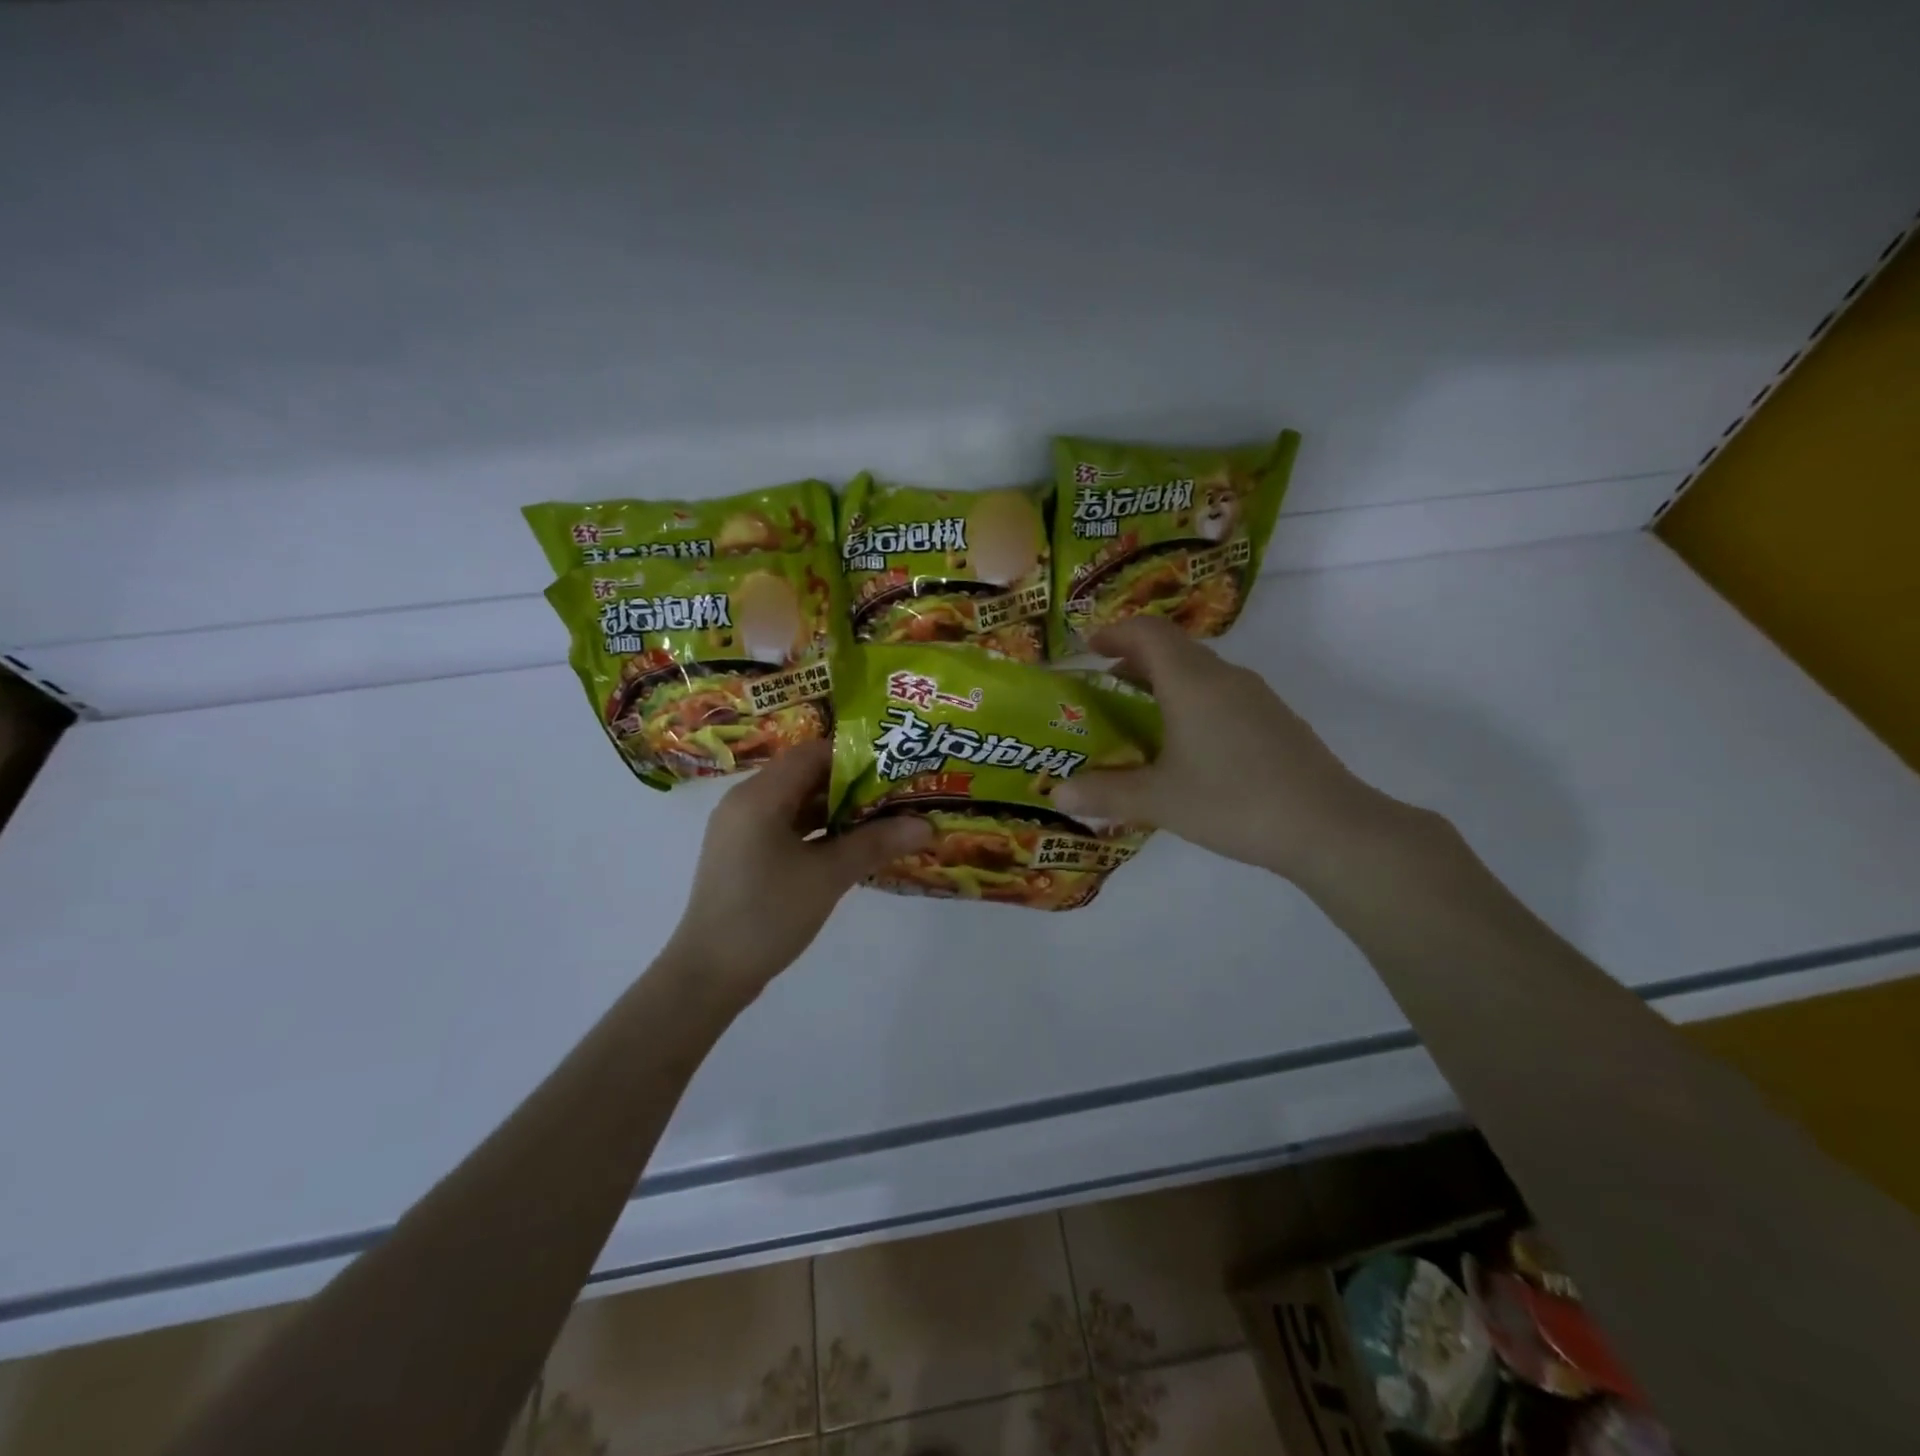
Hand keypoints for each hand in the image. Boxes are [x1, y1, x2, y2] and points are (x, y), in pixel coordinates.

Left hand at [664, 741, 931, 993]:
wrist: (710, 974)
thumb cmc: (768, 914)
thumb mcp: (828, 876)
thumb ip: (876, 843)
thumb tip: (926, 824)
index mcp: (759, 795)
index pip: (812, 753)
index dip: (855, 755)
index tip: (894, 768)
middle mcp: (745, 802)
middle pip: (804, 776)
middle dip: (852, 784)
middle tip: (896, 794)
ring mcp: (741, 829)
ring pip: (796, 803)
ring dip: (836, 809)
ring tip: (882, 818)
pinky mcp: (743, 854)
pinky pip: (785, 827)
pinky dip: (817, 830)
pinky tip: (850, 845)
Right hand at [1051, 617, 1409, 884]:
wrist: (1327, 827)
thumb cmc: (1232, 801)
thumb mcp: (1158, 800)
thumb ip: (1104, 793)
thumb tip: (1056, 794)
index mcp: (1192, 682)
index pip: (1148, 632)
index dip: (1115, 632)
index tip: (1088, 648)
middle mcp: (1225, 678)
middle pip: (1174, 649)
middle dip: (1135, 661)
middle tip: (1105, 688)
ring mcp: (1257, 698)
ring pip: (1201, 673)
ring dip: (1165, 683)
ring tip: (1140, 719)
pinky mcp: (1275, 720)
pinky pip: (1222, 696)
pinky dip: (1192, 704)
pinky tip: (1187, 747)